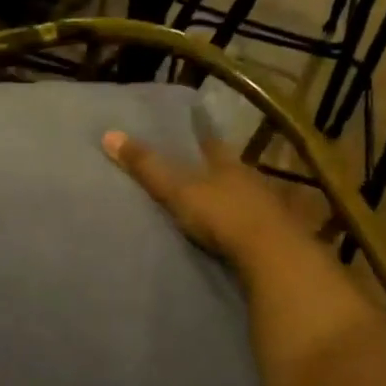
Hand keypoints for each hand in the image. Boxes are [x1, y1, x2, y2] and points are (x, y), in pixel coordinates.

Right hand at [102, 129, 292, 266]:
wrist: (273, 255)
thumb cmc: (221, 215)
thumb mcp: (177, 191)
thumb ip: (146, 167)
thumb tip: (108, 134)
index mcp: (228, 164)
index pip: (211, 144)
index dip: (199, 137)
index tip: (189, 130)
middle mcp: (251, 178)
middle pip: (229, 168)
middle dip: (215, 168)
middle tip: (195, 169)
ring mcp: (268, 206)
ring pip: (244, 194)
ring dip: (230, 197)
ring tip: (210, 202)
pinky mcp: (277, 234)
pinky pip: (255, 221)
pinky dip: (242, 222)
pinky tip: (233, 229)